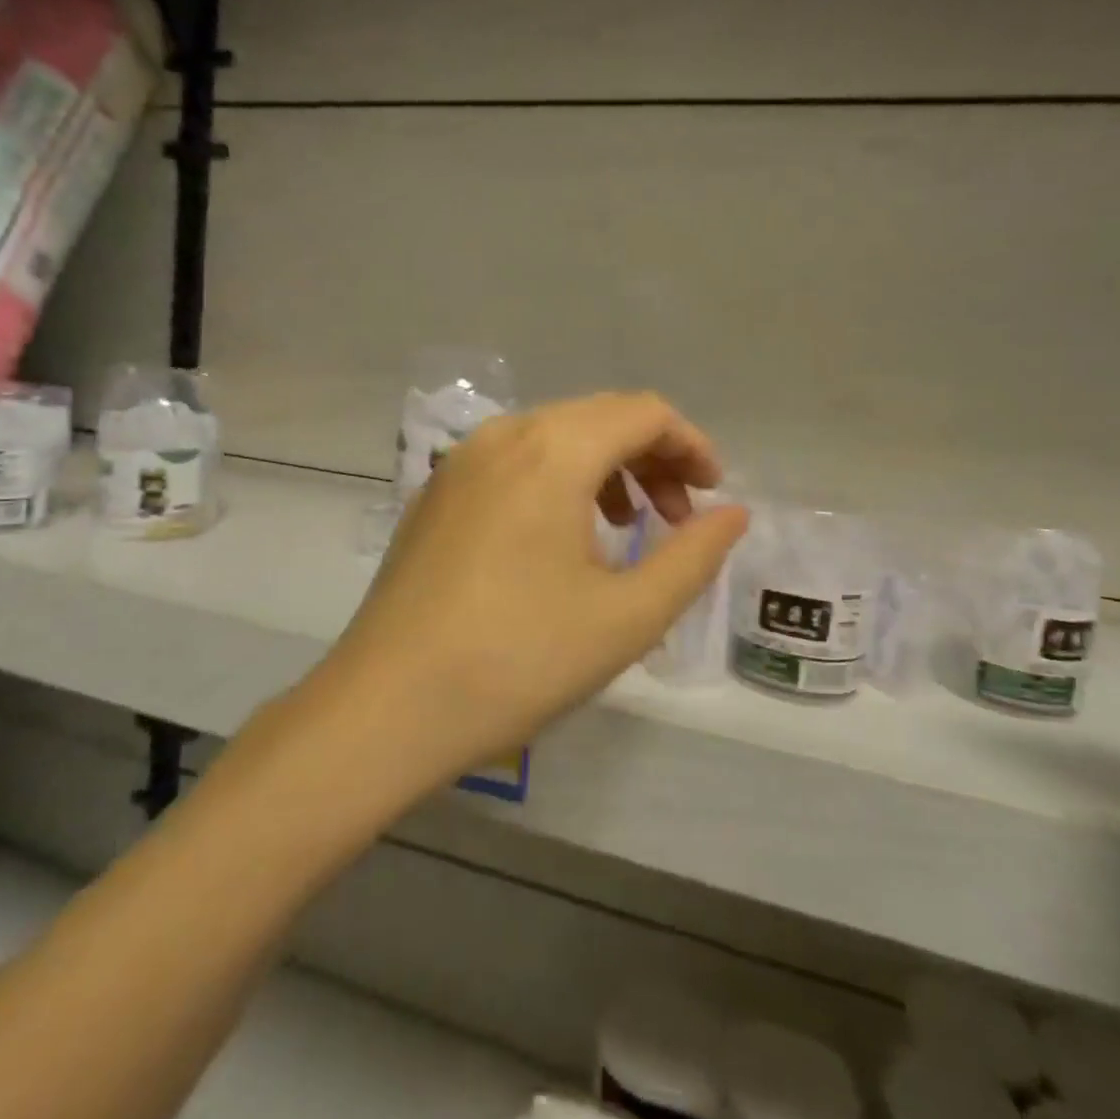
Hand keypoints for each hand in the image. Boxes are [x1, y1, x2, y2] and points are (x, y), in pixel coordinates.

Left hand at [308, 392, 748, 792]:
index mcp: (552, 450)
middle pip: (597, 417)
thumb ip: (693, 556)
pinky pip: (513, 462)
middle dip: (651, 457)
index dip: (690, 445)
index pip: (642, 412)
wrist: (386, 705)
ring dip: (604, 468)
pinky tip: (561, 539)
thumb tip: (733, 513)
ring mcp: (459, 462)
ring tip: (626, 527)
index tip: (713, 495)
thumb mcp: (627, 616)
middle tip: (678, 517)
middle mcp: (502, 435)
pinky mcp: (435, 493)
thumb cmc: (518, 660)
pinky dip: (556, 481)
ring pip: (553, 437)